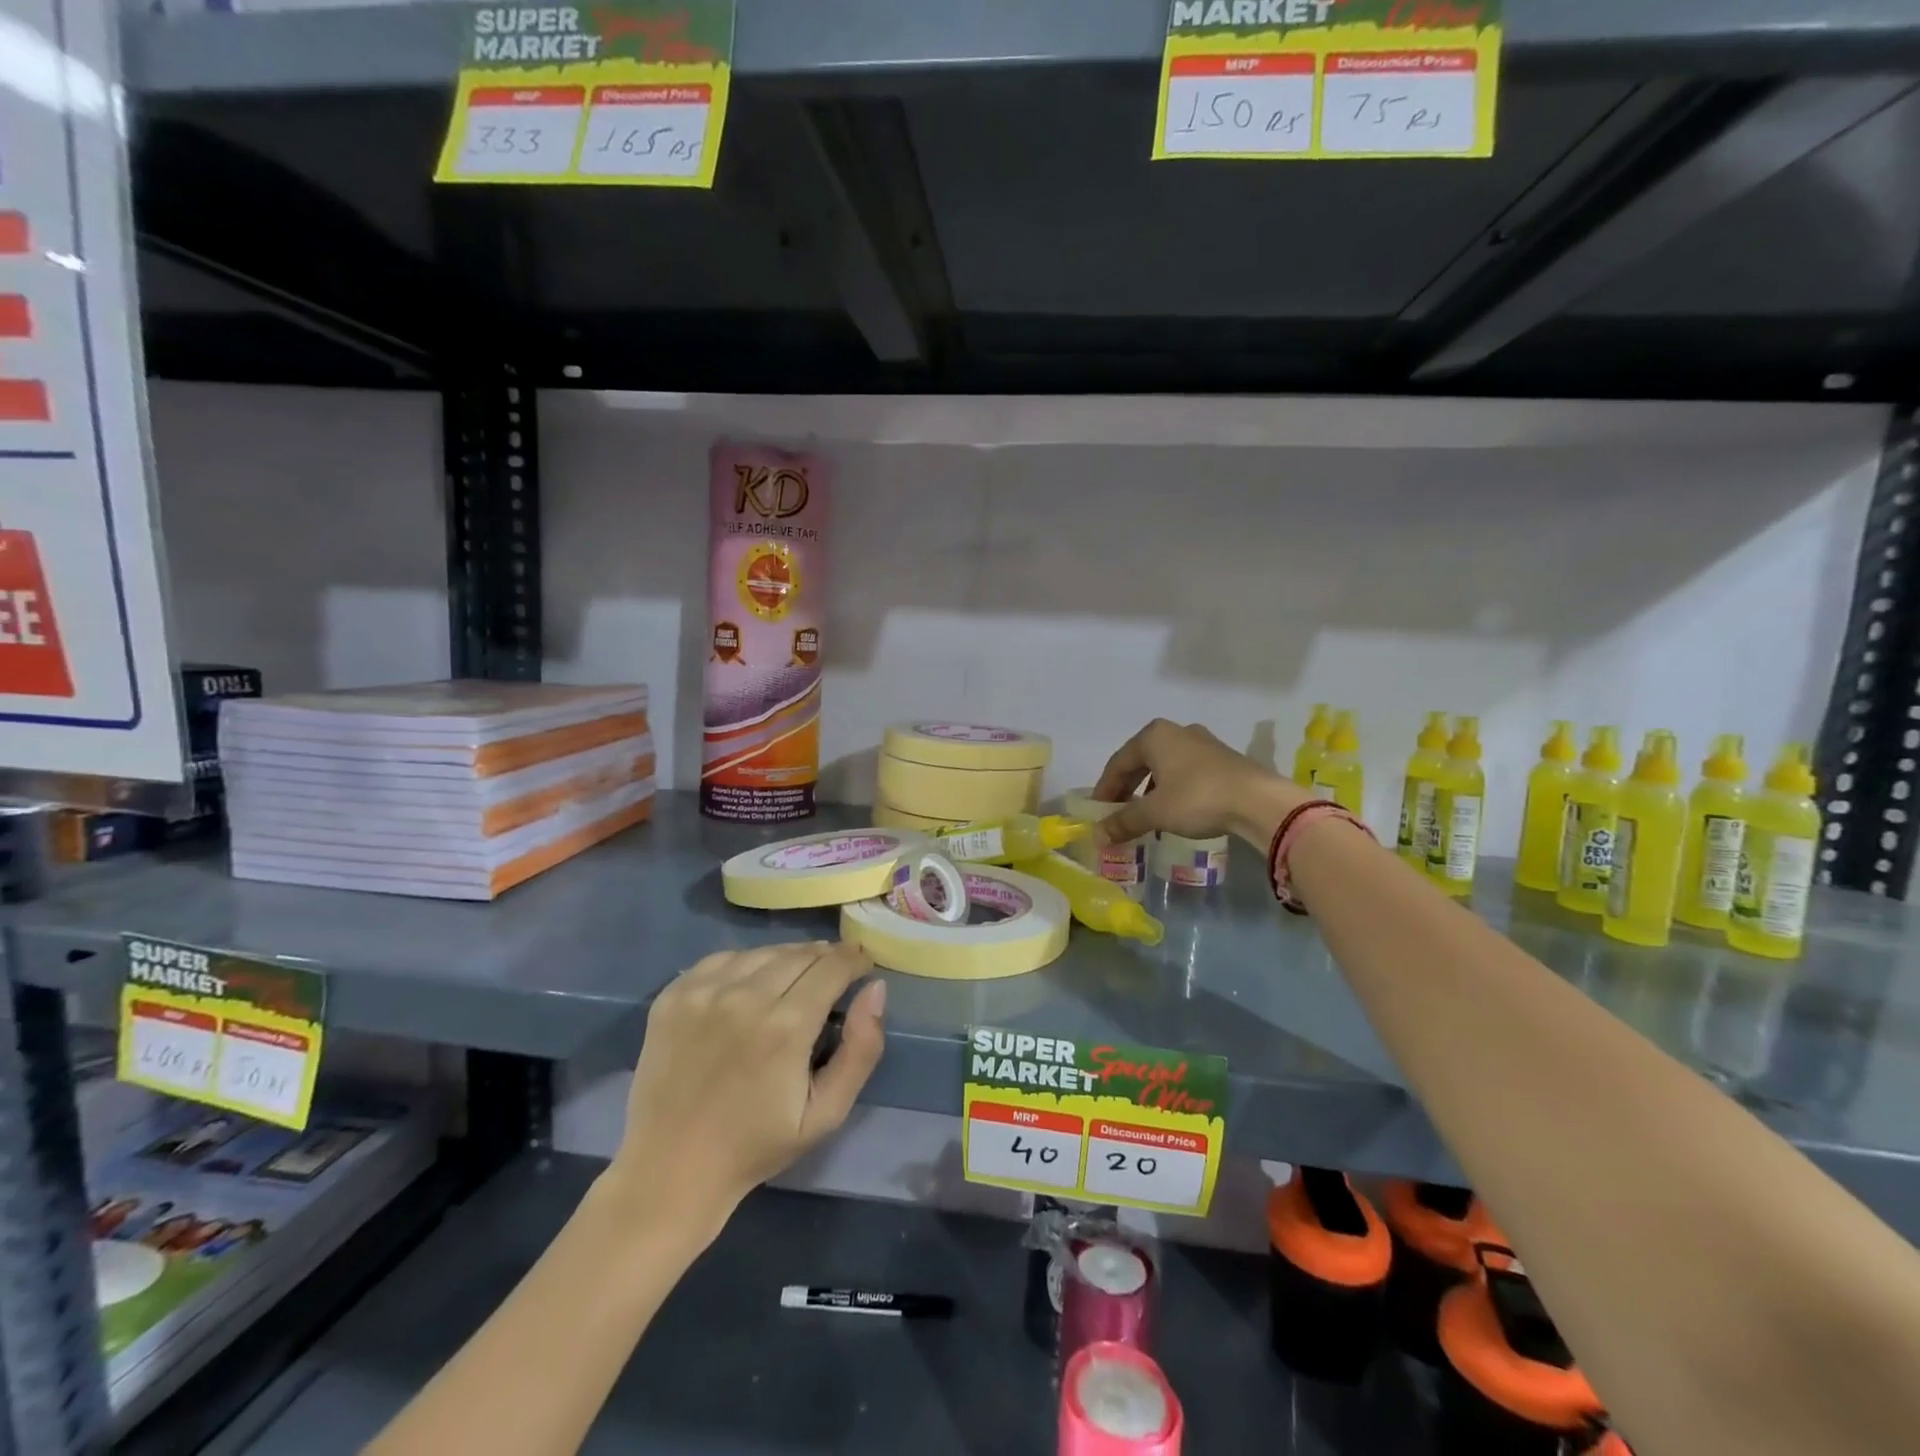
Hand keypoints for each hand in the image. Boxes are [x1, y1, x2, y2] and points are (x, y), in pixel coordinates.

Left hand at [603, 942, 884, 1239]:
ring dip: (788, 958)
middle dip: (825, 958)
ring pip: (764, 952)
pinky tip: (750, 985)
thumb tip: (876, 988)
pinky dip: (746, 963)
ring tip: (795, 978)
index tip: (863, 965)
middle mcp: (744, 997)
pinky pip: (723, 959)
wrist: (670, 1169)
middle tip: (833, 973)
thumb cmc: (756, 1145)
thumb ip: (861, 1049)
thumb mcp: (826, 1113)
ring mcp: (704, 992)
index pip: (833, 966)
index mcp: (786, 1026)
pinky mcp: (674, 995)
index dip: (854, 960)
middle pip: (800, 953)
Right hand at [1092, 719, 1307, 848]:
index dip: (1105, 789)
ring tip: (1144, 814)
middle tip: (1116, 812)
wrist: (1259, 801)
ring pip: (1164, 767)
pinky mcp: (1223, 759)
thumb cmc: (1197, 798)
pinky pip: (1185, 772)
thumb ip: (1123, 821)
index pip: (1118, 763)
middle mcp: (1177, 732)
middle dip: (1126, 788)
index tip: (1098, 811)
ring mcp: (1203, 743)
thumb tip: (1098, 836)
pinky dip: (1172, 790)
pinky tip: (1174, 811)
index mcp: (1154, 736)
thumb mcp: (1154, 812)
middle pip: (1140, 761)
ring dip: (1149, 790)